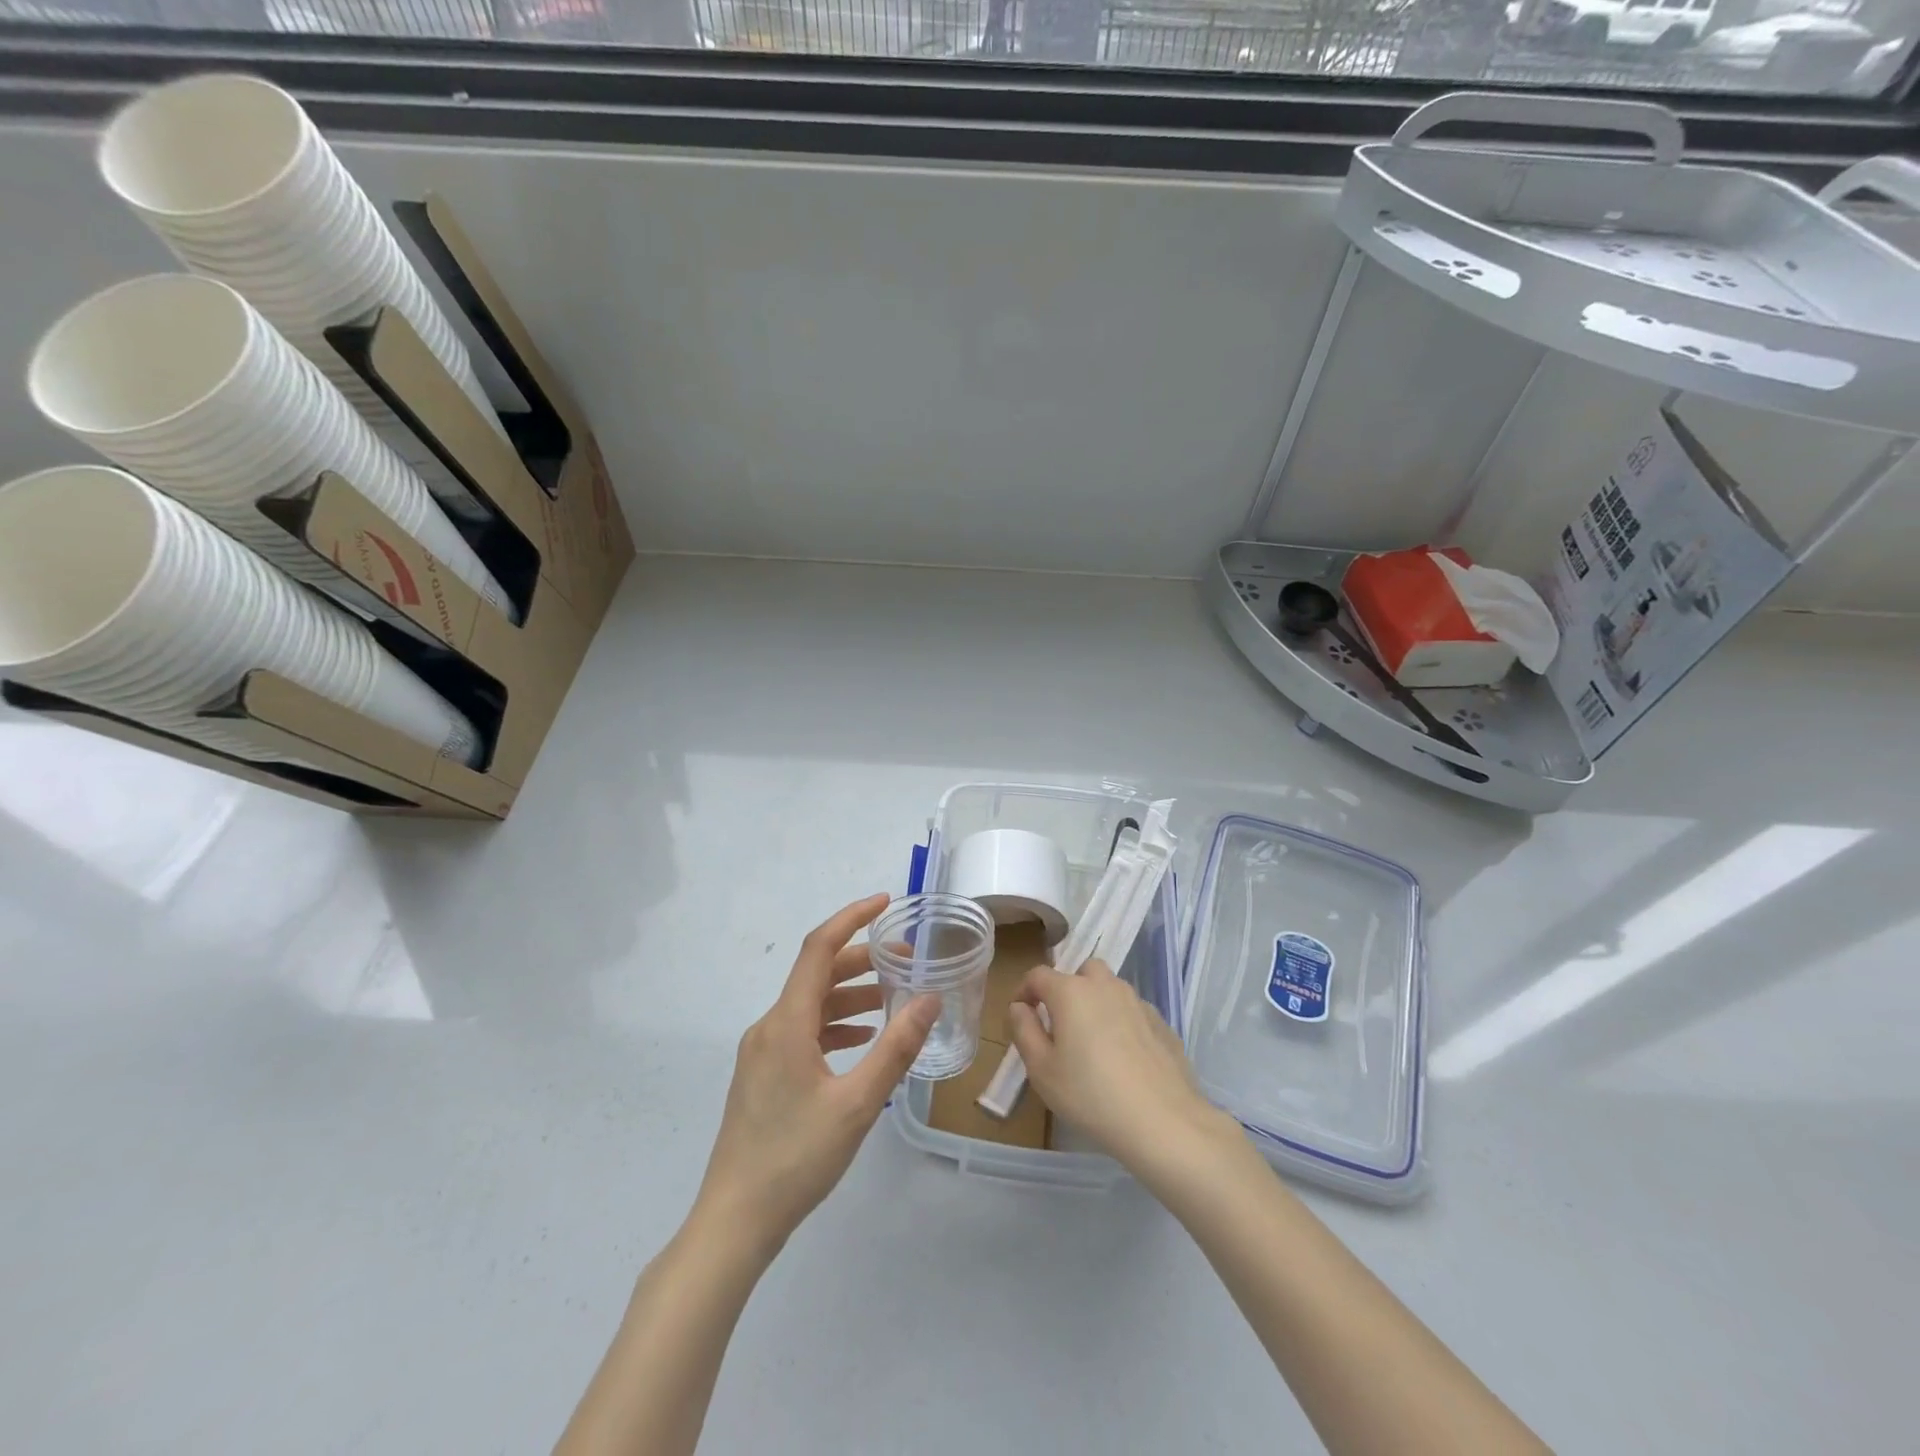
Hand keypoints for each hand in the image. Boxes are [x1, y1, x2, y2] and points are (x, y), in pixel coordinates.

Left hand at [694, 894, 938, 1256]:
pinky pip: (803, 1031)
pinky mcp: (763, 1075)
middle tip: (908, 962)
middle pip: (817, 974)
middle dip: (863, 960)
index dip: (851, 918)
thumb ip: (897, 1047)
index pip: (818, 948)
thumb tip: (930, 998)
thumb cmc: (796, 1158)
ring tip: (895, 1000)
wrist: (735, 1222)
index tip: (886, 904)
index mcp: (786, 1022)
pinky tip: (863, 1041)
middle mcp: (770, 1026)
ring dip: (852, 995)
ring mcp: (762, 1051)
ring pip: (812, 1004)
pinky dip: (836, 1024)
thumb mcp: (858, 1103)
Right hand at [1007, 958, 1229, 1174]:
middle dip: (1067, 989)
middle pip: (1081, 972)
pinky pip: (1133, 1011)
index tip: (1021, 1016)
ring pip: (1110, 989)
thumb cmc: (1090, 1095)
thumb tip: (1019, 1007)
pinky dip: (1122, 1022)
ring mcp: (1138, 1002)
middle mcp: (1105, 986)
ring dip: (1096, 1003)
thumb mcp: (1041, 1070)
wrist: (1163, 1121)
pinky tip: (1123, 1058)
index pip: (1038, 975)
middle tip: (1061, 1024)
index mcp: (1071, 992)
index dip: (1024, 991)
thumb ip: (1024, 1031)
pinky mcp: (1162, 1023)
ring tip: (1092, 1042)